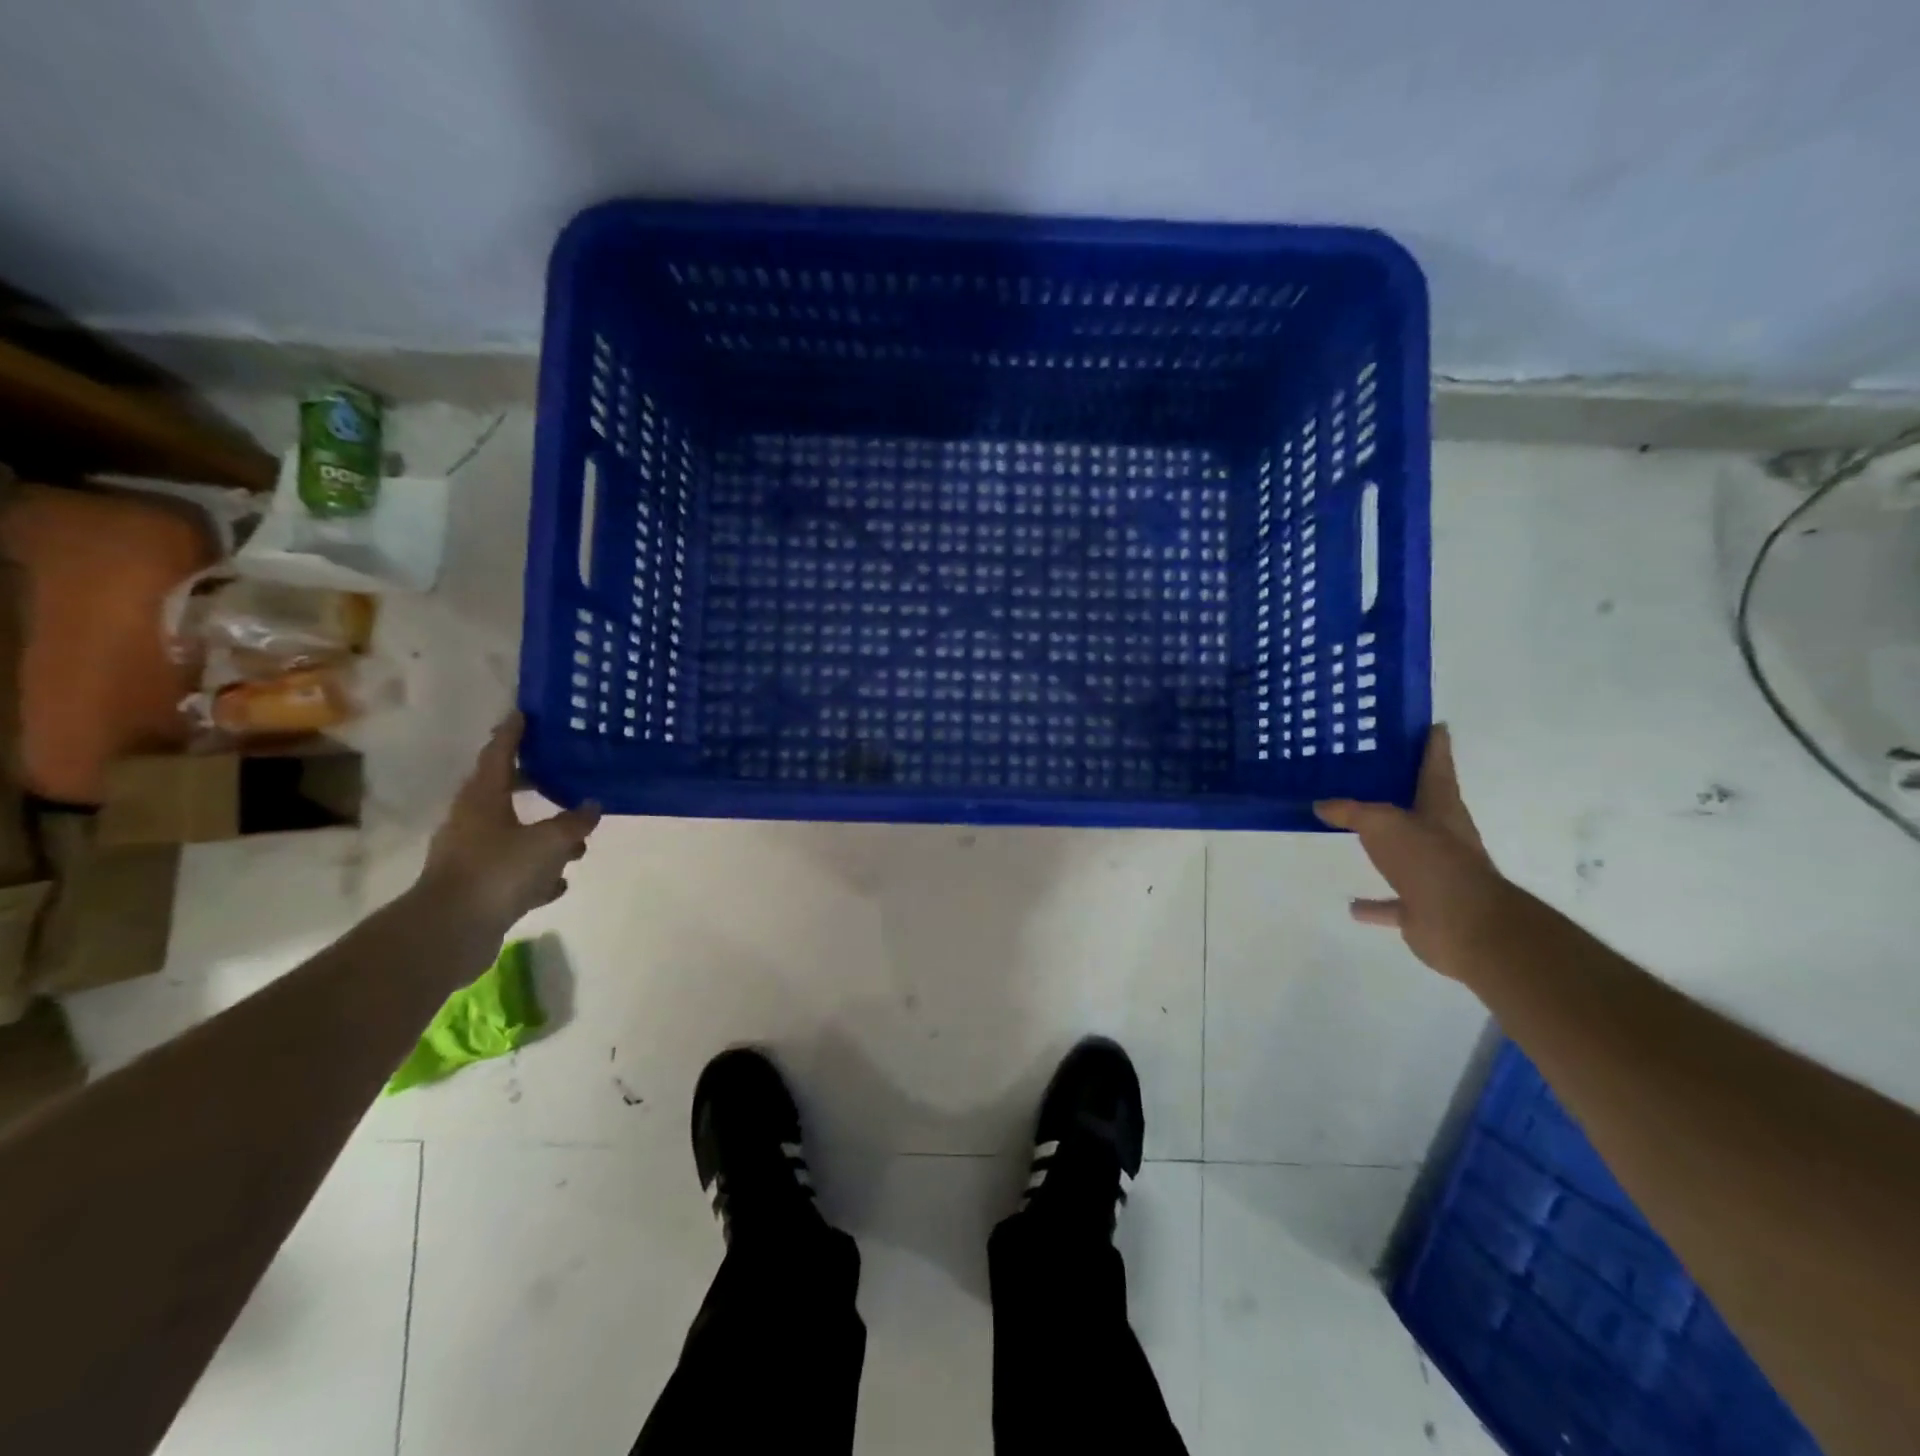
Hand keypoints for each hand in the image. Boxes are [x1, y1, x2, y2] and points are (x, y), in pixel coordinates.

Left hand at [419, 714, 600, 935]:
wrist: (450, 931)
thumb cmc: (498, 871)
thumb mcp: (549, 842)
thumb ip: (574, 822)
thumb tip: (592, 805)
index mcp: (484, 799)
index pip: (499, 754)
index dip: (513, 734)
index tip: (523, 713)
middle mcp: (474, 822)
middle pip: (508, 794)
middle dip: (537, 787)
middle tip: (564, 775)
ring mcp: (474, 856)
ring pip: (516, 836)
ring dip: (545, 838)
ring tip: (577, 844)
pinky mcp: (479, 888)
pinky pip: (516, 872)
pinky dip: (537, 874)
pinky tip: (558, 882)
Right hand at [1314, 725, 1514, 978]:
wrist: (1462, 924)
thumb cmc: (1427, 859)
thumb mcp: (1382, 823)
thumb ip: (1350, 811)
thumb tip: (1321, 805)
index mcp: (1440, 808)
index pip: (1436, 767)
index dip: (1434, 745)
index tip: (1433, 725)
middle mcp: (1441, 837)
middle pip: (1420, 808)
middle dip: (1400, 793)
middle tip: (1369, 775)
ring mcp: (1434, 873)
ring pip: (1404, 853)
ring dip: (1384, 847)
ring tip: (1352, 835)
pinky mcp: (1422, 907)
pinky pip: (1391, 903)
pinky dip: (1374, 904)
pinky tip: (1352, 905)